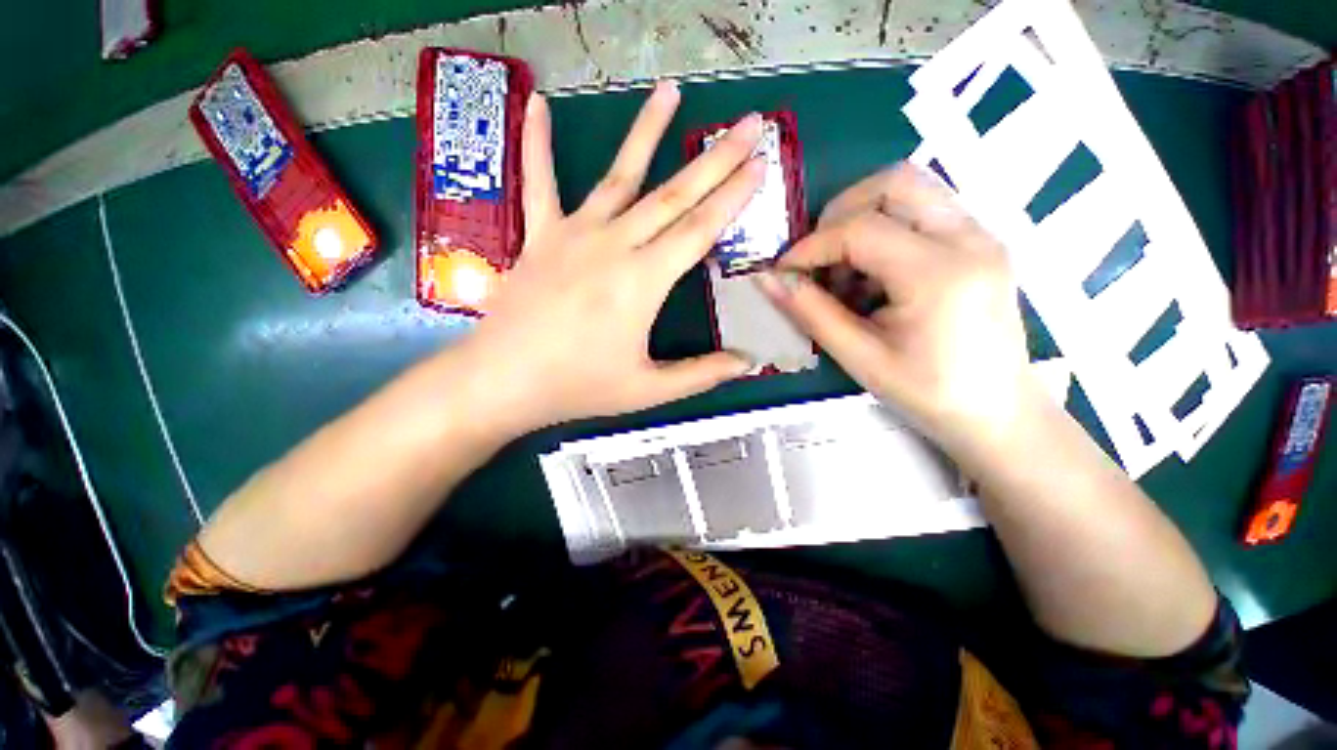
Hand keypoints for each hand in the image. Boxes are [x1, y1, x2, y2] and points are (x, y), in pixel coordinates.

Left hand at [458, 82, 765, 436]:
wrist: (503, 382)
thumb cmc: (578, 386)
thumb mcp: (648, 389)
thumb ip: (701, 374)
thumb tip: (748, 363)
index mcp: (643, 281)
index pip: (700, 229)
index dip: (734, 197)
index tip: (761, 164)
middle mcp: (614, 245)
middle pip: (673, 194)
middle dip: (715, 158)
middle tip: (748, 124)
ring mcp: (573, 235)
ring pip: (619, 175)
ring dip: (647, 131)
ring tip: (670, 90)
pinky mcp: (539, 237)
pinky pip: (539, 183)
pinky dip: (537, 144)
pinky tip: (539, 105)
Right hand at [758, 163, 1040, 454]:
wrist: (997, 411)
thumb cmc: (928, 393)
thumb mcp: (859, 357)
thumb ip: (810, 312)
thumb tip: (767, 280)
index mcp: (939, 274)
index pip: (860, 229)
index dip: (810, 247)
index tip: (784, 273)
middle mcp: (968, 238)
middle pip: (893, 182)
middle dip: (839, 214)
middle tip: (818, 260)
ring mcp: (980, 234)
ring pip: (911, 188)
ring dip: (862, 218)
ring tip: (846, 272)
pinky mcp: (980, 242)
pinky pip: (923, 210)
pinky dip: (885, 229)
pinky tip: (874, 276)